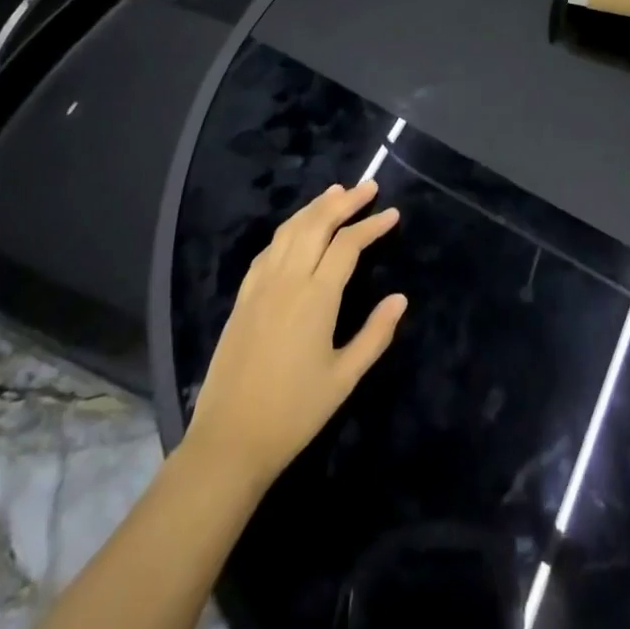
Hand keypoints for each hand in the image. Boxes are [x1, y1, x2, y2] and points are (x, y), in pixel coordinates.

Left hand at [182, 181, 407, 488]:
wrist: (229, 441)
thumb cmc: (294, 413)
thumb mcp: (344, 378)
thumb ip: (375, 335)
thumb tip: (400, 298)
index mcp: (316, 297)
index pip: (348, 244)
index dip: (371, 225)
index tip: (392, 213)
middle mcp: (288, 279)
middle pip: (317, 224)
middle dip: (344, 201)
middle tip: (368, 186)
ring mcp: (261, 285)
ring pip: (290, 230)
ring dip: (315, 207)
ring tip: (335, 193)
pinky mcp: (243, 297)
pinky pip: (269, 249)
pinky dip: (289, 229)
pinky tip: (297, 229)